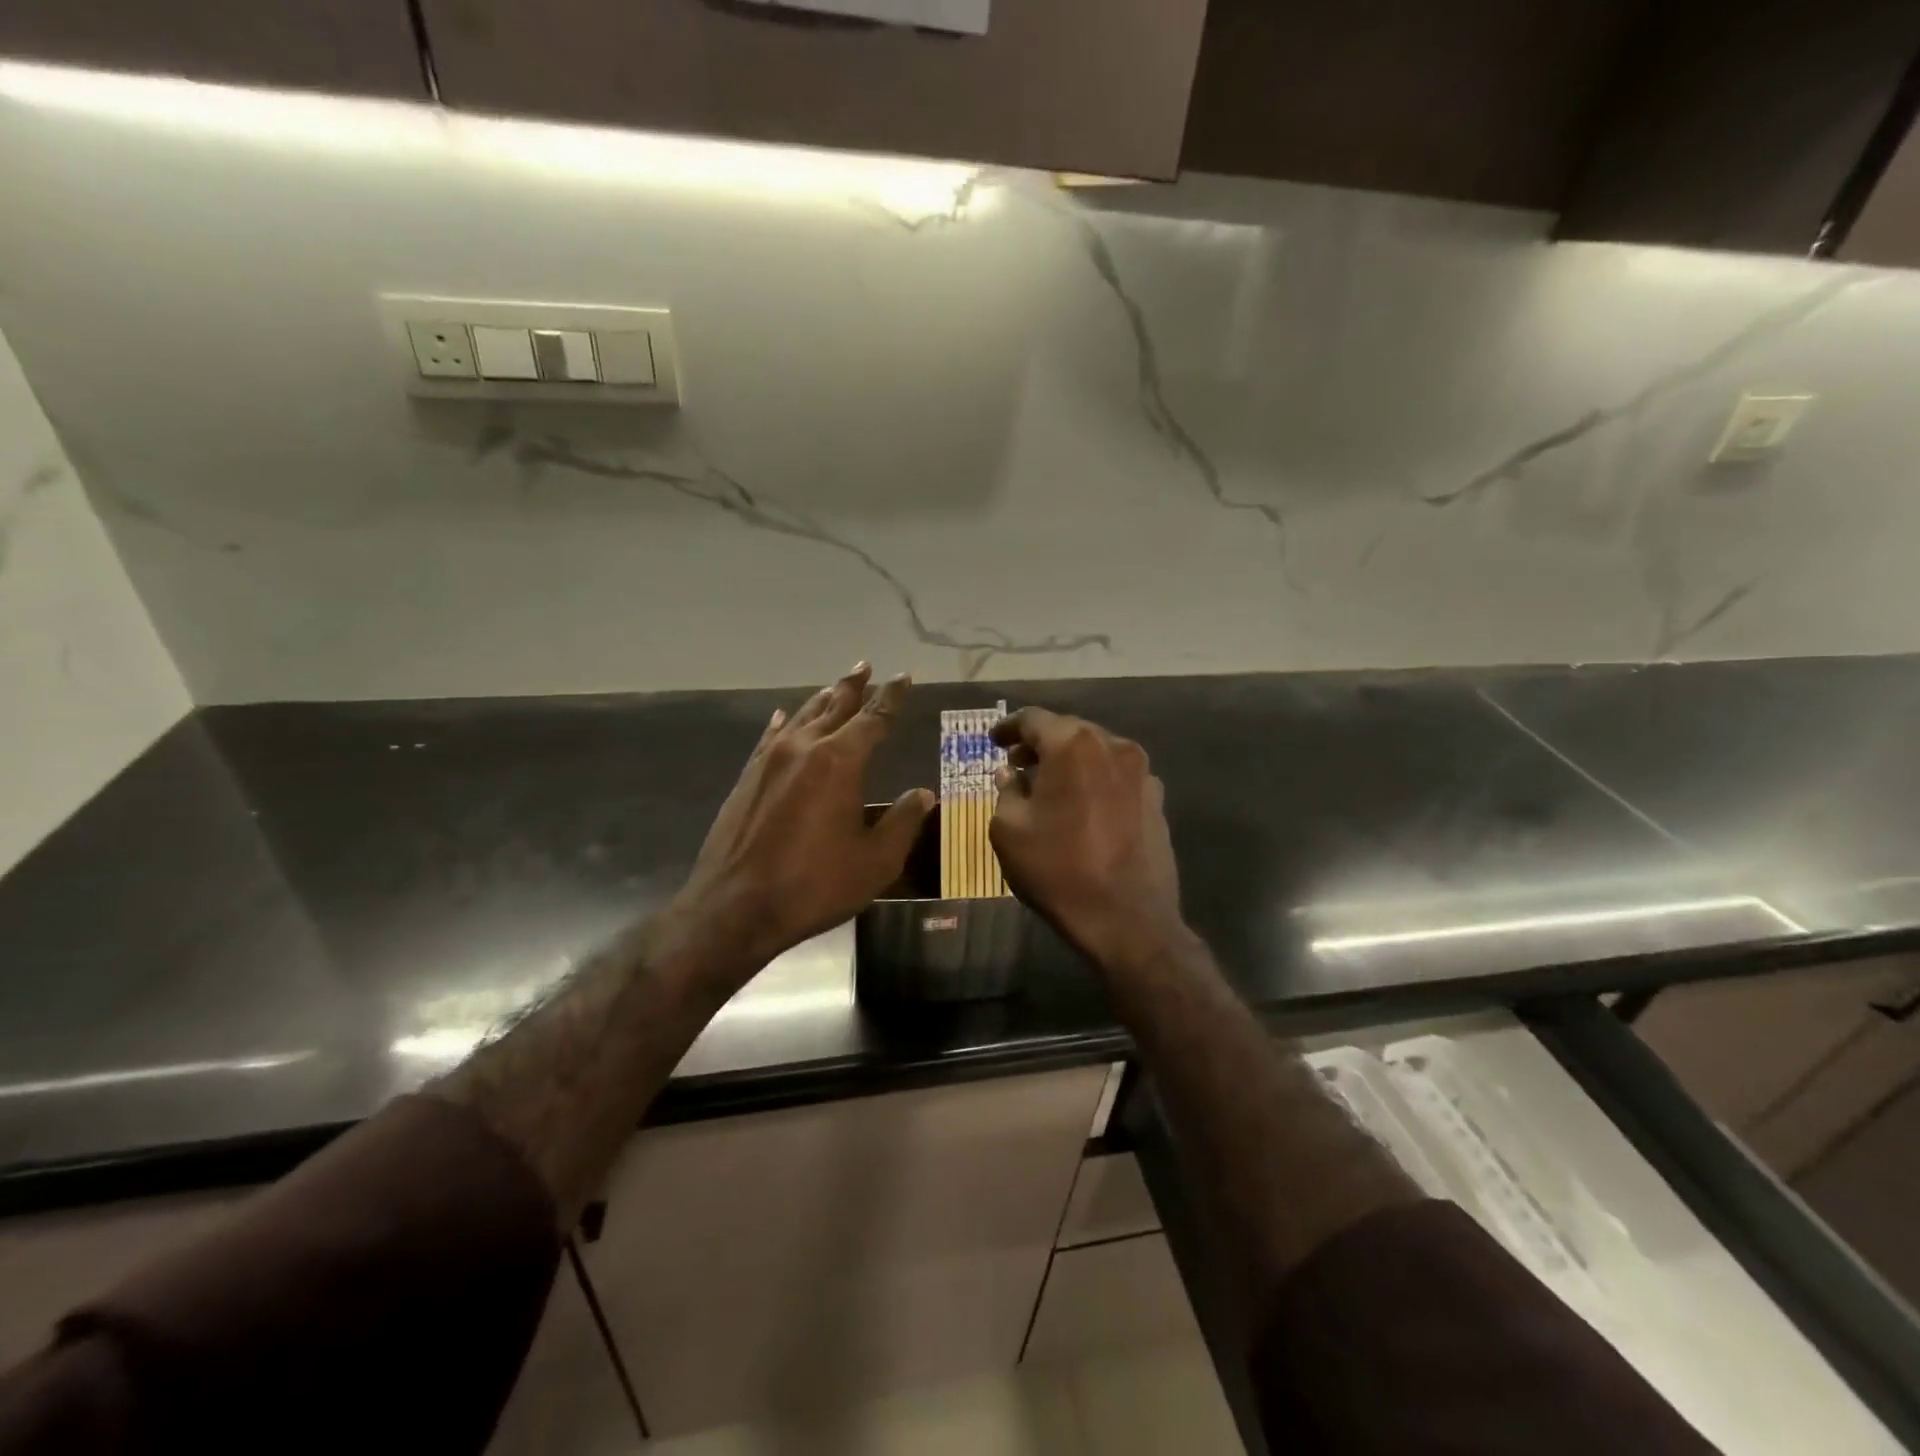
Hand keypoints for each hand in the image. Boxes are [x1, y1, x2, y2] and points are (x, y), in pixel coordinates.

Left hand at [671, 663, 933, 986]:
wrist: (735, 907)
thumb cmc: (814, 886)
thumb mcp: (875, 862)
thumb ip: (902, 822)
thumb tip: (922, 794)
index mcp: (840, 762)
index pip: (874, 718)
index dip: (892, 697)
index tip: (903, 678)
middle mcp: (804, 748)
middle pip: (834, 706)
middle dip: (854, 686)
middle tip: (866, 666)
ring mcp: (770, 760)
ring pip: (802, 717)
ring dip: (822, 700)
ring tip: (835, 686)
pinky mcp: (747, 777)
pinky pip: (770, 738)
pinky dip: (783, 724)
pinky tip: (783, 718)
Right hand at [989, 708, 1184, 969]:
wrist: (1128, 919)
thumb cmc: (1058, 870)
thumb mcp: (1009, 830)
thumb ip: (1006, 790)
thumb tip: (1012, 774)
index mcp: (1072, 745)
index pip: (1033, 719)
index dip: (1008, 727)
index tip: (993, 740)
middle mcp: (1112, 745)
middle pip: (1068, 731)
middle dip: (1040, 744)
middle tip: (1017, 763)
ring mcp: (1141, 771)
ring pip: (1095, 752)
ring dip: (1069, 762)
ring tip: (1049, 786)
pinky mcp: (1156, 798)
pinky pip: (1116, 776)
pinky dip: (1094, 780)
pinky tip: (1082, 806)